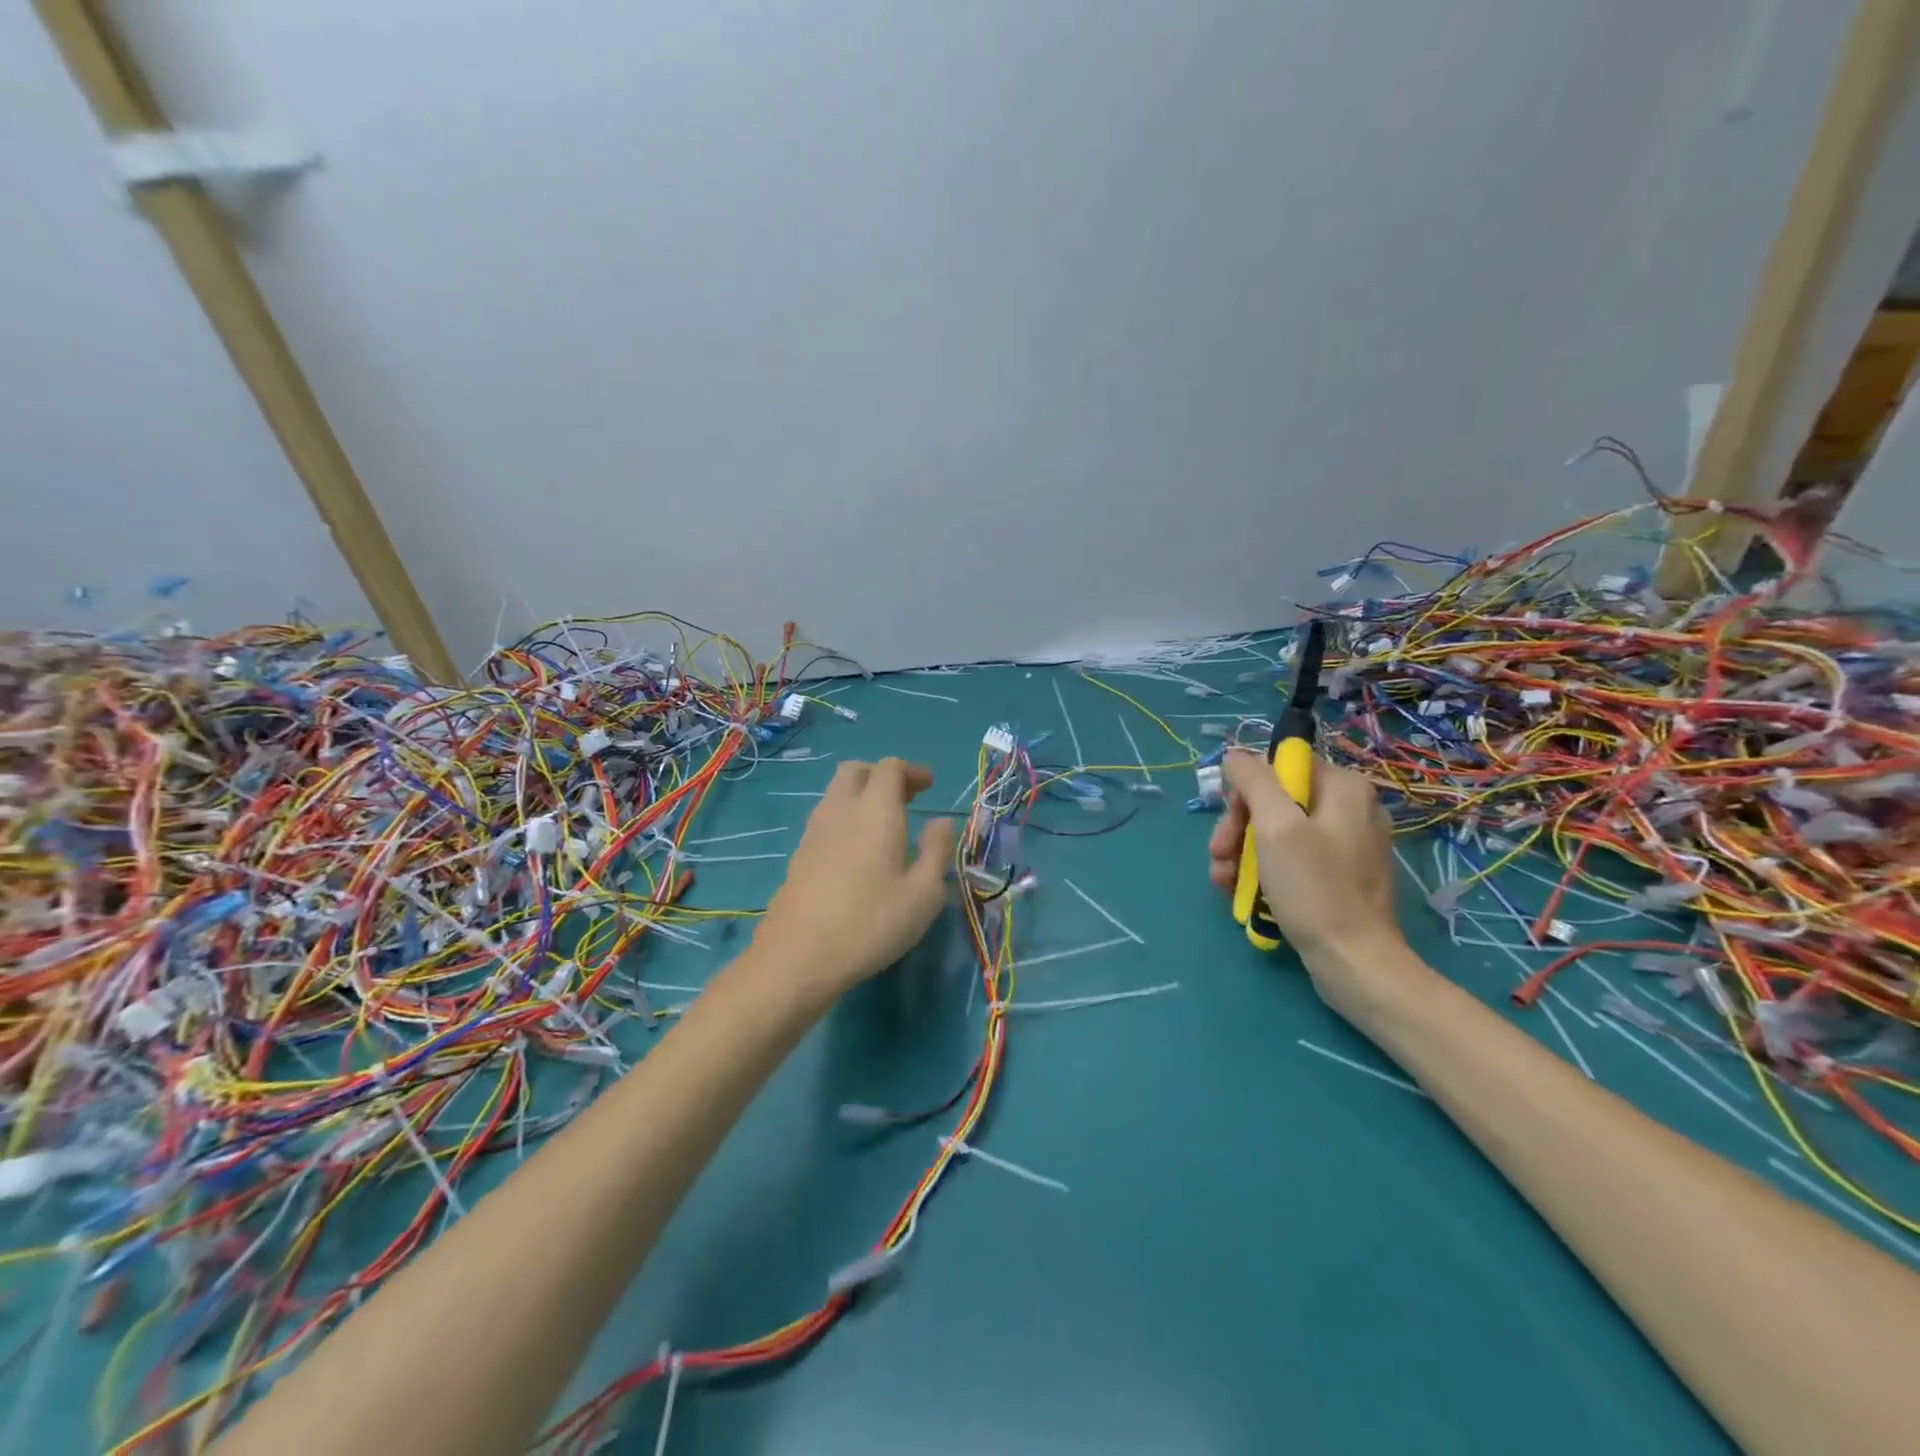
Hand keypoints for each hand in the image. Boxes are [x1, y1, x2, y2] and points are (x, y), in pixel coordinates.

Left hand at [753, 757, 955, 999]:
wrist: (798, 956)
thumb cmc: (871, 923)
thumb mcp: (923, 894)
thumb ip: (937, 850)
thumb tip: (940, 821)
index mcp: (875, 811)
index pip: (889, 767)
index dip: (911, 770)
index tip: (929, 786)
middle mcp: (841, 810)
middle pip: (856, 770)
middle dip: (882, 776)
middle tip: (906, 799)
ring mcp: (814, 831)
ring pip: (836, 793)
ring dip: (862, 796)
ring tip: (885, 826)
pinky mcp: (799, 854)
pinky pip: (826, 818)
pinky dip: (846, 818)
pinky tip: (858, 852)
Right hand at [1208, 749, 1411, 1008]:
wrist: (1355, 963)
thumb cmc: (1314, 888)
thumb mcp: (1276, 826)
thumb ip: (1253, 781)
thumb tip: (1235, 756)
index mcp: (1344, 788)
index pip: (1280, 767)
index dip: (1246, 792)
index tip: (1231, 825)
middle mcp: (1351, 809)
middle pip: (1276, 801)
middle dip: (1238, 829)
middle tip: (1218, 857)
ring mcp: (1347, 845)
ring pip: (1278, 832)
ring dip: (1242, 853)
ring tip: (1223, 882)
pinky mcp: (1340, 876)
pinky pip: (1293, 858)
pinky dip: (1264, 871)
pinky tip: (1243, 893)